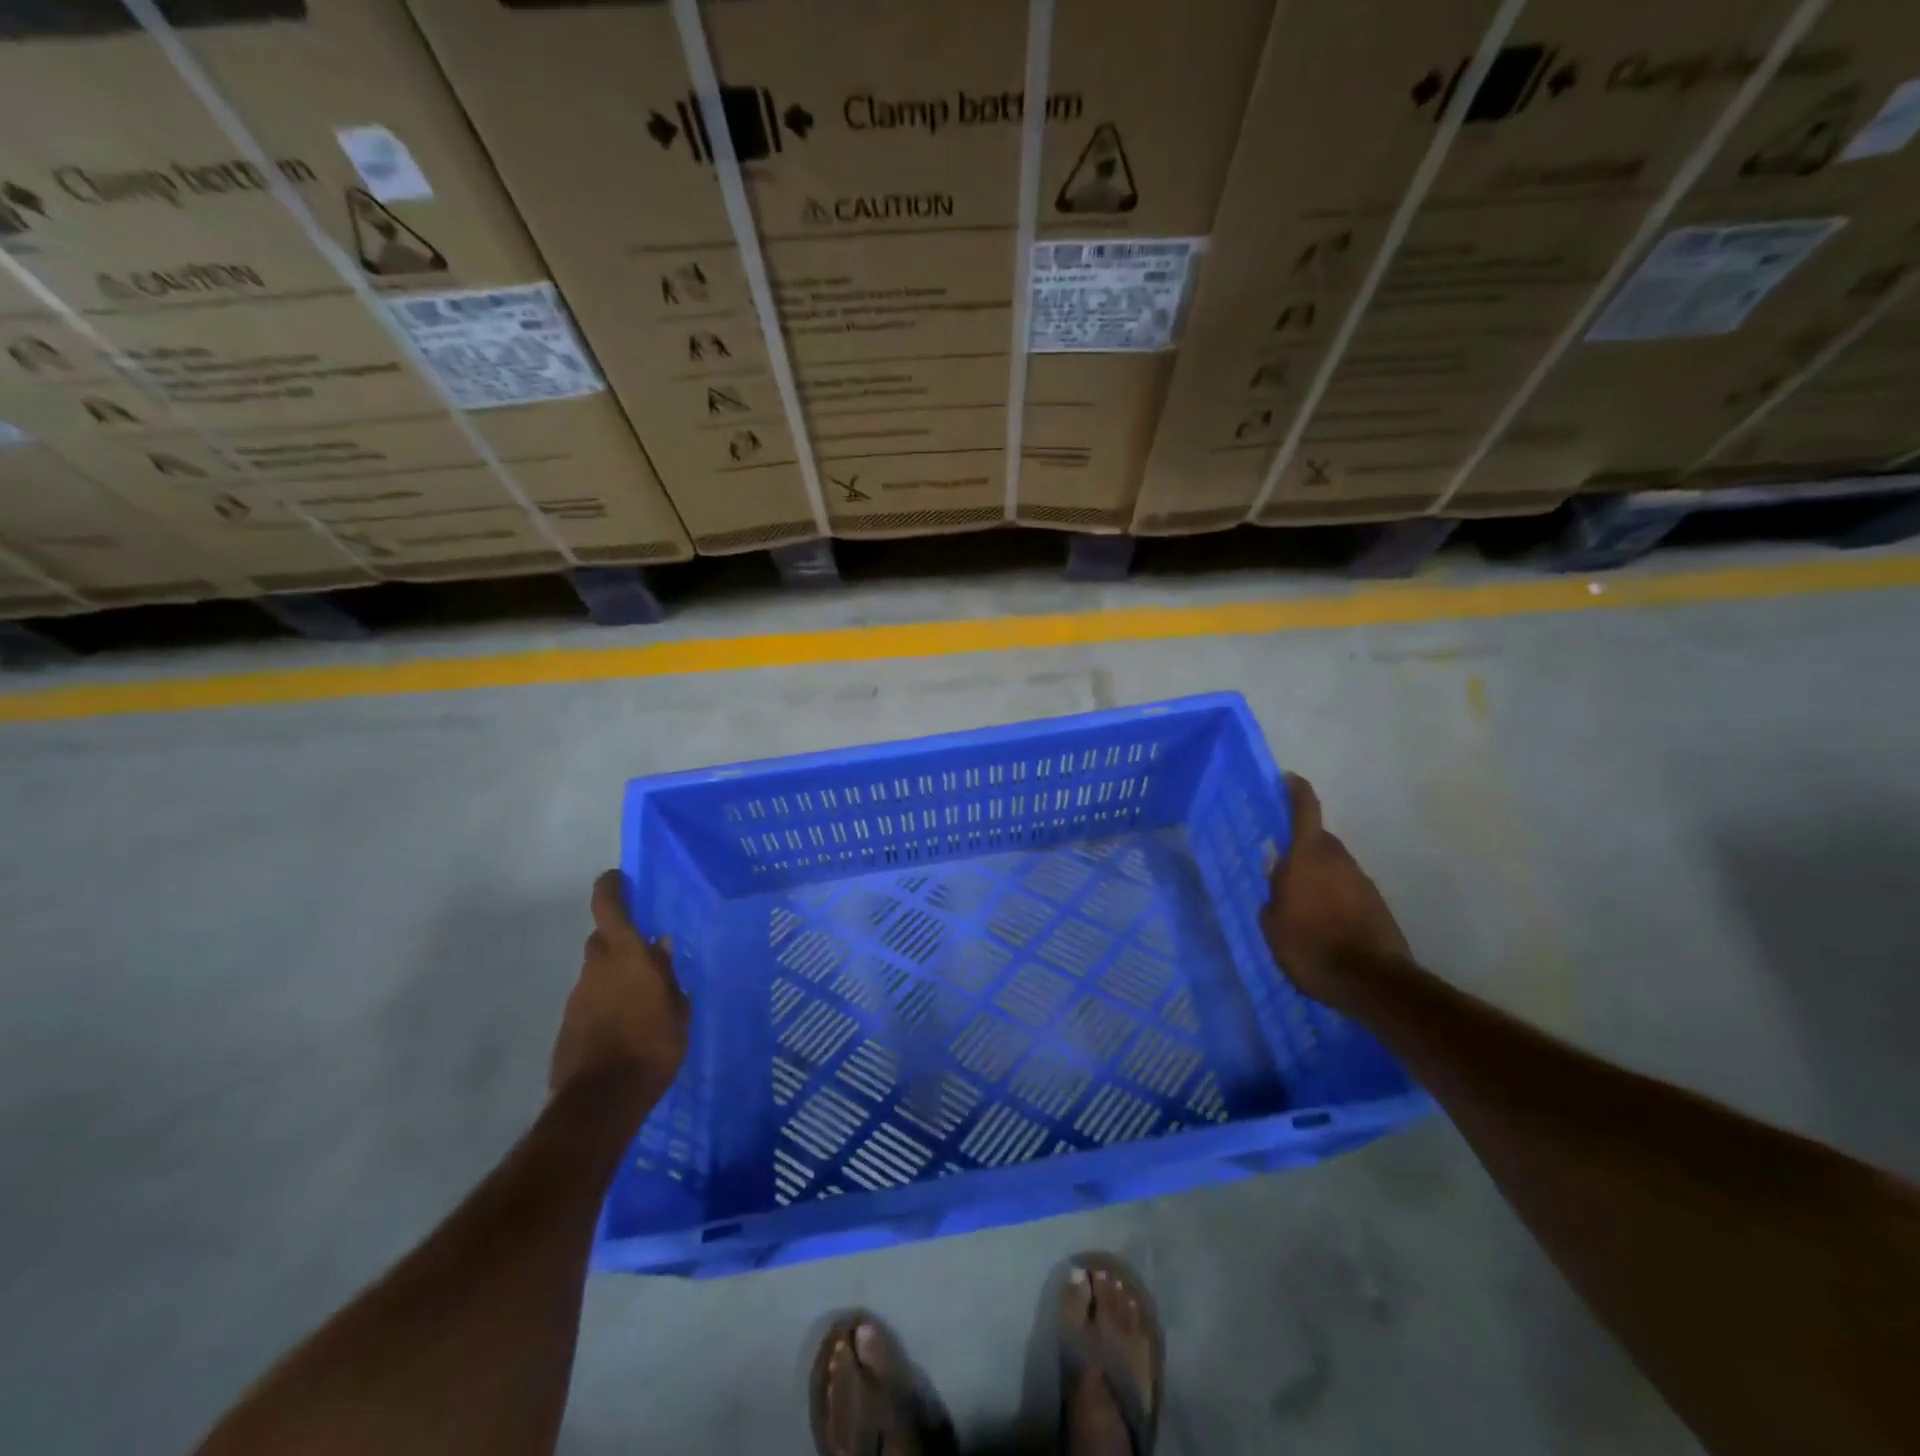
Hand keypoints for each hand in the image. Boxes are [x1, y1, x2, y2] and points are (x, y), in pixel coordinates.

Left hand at [550, 870, 689, 1096]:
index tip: (617, 877)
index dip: (610, 888)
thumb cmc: (652, 1044)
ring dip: (614, 977)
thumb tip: (661, 946)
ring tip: (641, 1000)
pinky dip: (605, 1005)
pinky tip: (625, 1027)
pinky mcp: (568, 1026)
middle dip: (619, 940)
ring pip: (597, 973)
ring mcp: (578, 998)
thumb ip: (667, 974)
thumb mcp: (677, 1007)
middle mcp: (597, 968)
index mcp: (626, 955)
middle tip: (645, 954)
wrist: (603, 1099)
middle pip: (602, 940)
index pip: (608, 907)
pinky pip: (590, 1002)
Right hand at [1261, 774, 1411, 1009]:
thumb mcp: (1272, 922)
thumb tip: (1278, 878)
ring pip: (1333, 866)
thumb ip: (1273, 893)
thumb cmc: (1309, 946)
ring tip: (1299, 902)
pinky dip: (1333, 897)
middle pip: (1318, 840)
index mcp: (1308, 855)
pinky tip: (1322, 923)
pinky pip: (1347, 890)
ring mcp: (1361, 881)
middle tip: (1280, 867)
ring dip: (1318, 875)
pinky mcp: (1377, 904)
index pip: (1305, 808)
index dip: (1295, 790)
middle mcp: (1338, 859)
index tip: (1287, 780)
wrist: (1370, 982)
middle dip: (1300, 846)